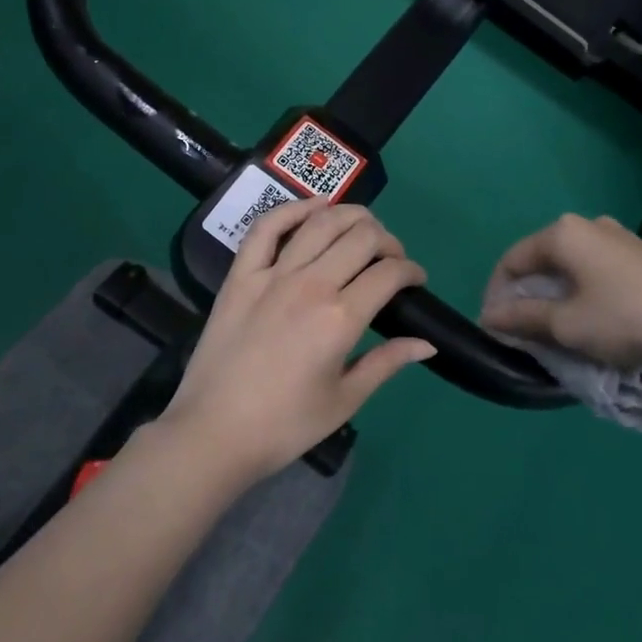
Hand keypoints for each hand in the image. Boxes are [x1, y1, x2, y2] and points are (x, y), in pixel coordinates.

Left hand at [157, 198, 434, 484]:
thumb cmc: (285, 425)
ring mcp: (271, 275)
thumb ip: (387, 363)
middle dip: (388, 241)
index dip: (411, 271)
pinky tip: (313, 208)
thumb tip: (427, 343)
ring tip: (363, 228)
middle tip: (391, 259)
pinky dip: (293, 209)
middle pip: (361, 237)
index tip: (416, 281)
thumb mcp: (345, 400)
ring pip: (320, 222)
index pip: (389, 273)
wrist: (214, 432)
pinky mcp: (240, 276)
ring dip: (351, 216)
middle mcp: (310, 284)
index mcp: (340, 318)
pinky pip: (266, 228)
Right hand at [480, 213, 641, 376]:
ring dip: (555, 296)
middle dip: (526, 296)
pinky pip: (596, 271)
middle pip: (541, 261)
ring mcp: (620, 238)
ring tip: (557, 329)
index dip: (496, 295)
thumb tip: (488, 317)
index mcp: (563, 233)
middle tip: (524, 331)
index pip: (511, 261)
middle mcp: (589, 226)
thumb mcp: (566, 324)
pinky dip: (583, 293)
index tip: (495, 328)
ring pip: (570, 267)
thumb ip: (522, 317)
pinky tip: (592, 319)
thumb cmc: (626, 319)